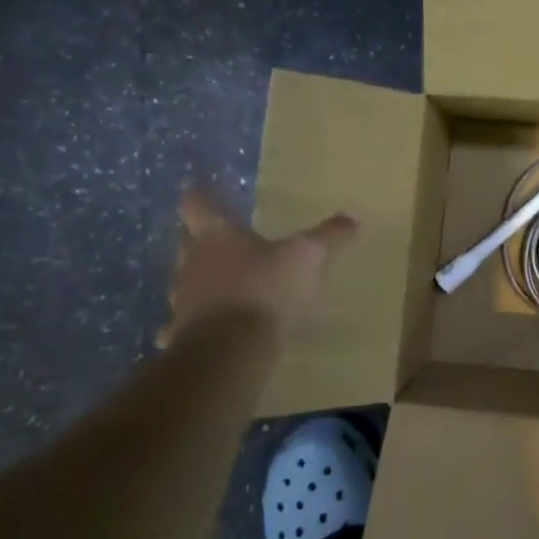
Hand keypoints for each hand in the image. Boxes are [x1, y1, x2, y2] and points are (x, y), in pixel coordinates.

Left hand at [162, 187, 357, 340]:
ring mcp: (182, 300)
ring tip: (222, 284)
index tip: (196, 187)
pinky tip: (214, 327)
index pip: (197, 205)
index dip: (198, 195)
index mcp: (216, 236)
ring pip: (187, 283)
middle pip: (188, 243)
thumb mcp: (307, 257)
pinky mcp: (182, 335)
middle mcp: (192, 263)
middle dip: (200, 240)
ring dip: (201, 281)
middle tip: (218, 238)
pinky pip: (187, 322)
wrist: (230, 351)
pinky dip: (198, 322)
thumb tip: (355, 214)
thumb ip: (328, 236)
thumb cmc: (265, 288)